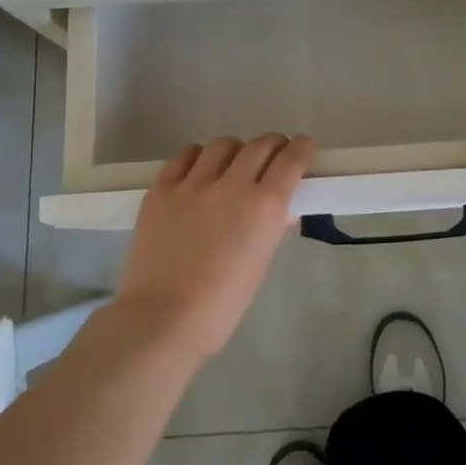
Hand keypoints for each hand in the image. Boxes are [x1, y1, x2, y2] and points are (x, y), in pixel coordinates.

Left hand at [114, 133, 316, 362]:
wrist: (162, 319)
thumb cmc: (221, 305)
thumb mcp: (260, 263)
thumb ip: (270, 228)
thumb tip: (278, 209)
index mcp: (265, 207)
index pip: (291, 159)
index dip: (302, 148)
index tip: (304, 146)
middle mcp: (232, 185)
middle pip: (259, 145)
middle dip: (273, 145)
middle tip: (273, 156)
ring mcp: (193, 183)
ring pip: (222, 145)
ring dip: (235, 151)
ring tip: (231, 165)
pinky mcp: (161, 188)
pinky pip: (184, 156)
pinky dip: (197, 158)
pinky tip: (197, 172)